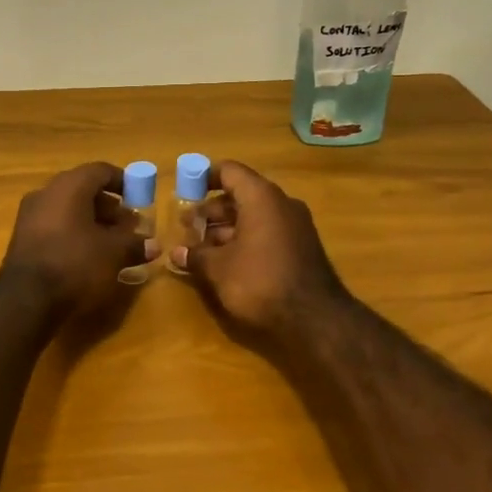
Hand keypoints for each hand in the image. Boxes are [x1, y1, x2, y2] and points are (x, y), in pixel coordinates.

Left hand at [0, 162, 159, 314]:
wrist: (25, 299)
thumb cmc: (75, 264)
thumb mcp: (113, 254)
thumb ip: (134, 244)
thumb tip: (153, 245)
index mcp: (69, 186)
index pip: (100, 171)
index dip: (123, 182)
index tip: (139, 198)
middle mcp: (46, 192)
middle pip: (83, 189)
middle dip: (109, 205)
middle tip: (128, 224)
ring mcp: (30, 214)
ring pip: (68, 208)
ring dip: (92, 220)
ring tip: (112, 242)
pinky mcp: (23, 237)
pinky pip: (55, 224)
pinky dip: (74, 231)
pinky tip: (88, 253)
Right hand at [170, 162, 350, 345]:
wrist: (316, 320)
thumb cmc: (261, 282)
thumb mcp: (219, 269)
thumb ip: (195, 256)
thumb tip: (176, 253)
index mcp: (261, 197)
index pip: (229, 171)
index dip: (204, 178)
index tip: (184, 191)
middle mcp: (281, 204)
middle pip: (240, 195)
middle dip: (211, 211)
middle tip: (187, 228)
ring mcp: (295, 226)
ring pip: (253, 216)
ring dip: (226, 229)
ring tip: (201, 249)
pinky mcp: (301, 248)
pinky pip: (267, 232)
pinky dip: (245, 240)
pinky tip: (226, 262)